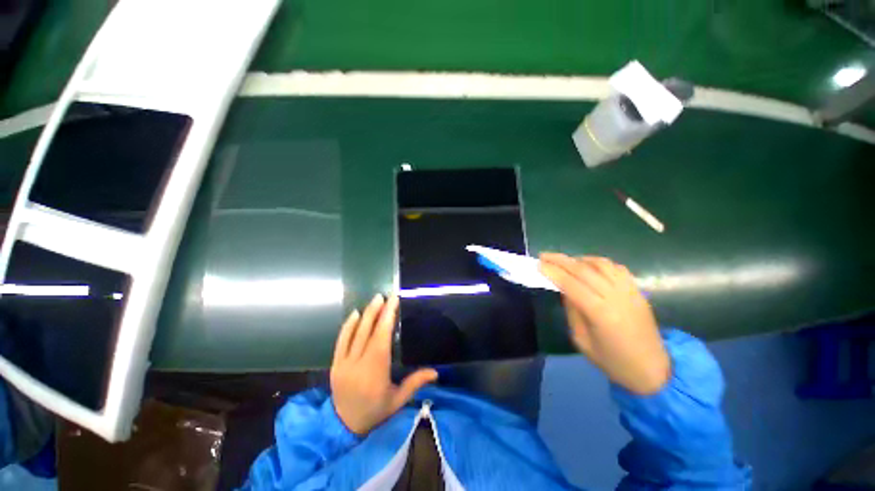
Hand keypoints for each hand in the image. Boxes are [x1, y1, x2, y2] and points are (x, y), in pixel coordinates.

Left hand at [330, 294, 437, 434]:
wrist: (343, 427)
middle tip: (385, 295)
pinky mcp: (335, 364)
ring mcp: (343, 363)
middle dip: (377, 311)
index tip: (393, 301)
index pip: (381, 338)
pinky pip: (341, 340)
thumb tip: (436, 372)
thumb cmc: (375, 412)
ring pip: (354, 333)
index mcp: (374, 371)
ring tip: (375, 300)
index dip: (387, 317)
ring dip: (365, 314)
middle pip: (368, 332)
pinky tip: (355, 314)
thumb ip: (415, 383)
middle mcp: (357, 363)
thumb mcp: (398, 400)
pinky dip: (348, 326)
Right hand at [539, 253, 669, 394]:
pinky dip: (599, 262)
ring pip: (601, 264)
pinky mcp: (638, 290)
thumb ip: (572, 311)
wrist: (652, 369)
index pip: (571, 284)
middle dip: (561, 260)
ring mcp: (629, 291)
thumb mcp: (581, 340)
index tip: (538, 264)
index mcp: (600, 313)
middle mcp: (616, 297)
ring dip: (579, 259)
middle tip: (544, 255)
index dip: (553, 272)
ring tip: (565, 260)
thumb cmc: (612, 360)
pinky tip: (589, 265)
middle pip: (584, 270)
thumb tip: (564, 289)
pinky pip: (616, 268)